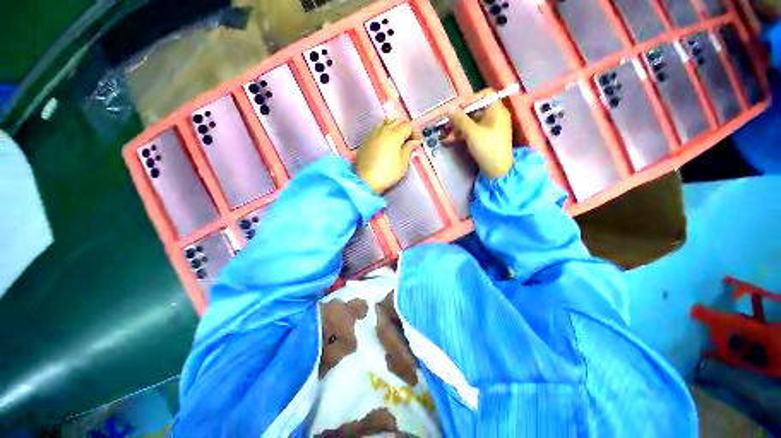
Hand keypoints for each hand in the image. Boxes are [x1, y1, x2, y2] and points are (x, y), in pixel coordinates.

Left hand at [355, 119, 420, 193]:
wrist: (365, 181)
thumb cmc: (387, 174)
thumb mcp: (403, 164)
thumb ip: (409, 149)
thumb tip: (415, 141)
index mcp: (394, 135)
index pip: (408, 126)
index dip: (415, 132)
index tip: (418, 141)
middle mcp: (383, 130)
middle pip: (397, 121)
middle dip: (405, 128)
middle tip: (409, 140)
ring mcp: (373, 134)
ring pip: (386, 123)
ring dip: (394, 127)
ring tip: (398, 139)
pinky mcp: (366, 140)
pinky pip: (377, 129)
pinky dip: (384, 131)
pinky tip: (386, 142)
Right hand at [449, 89, 513, 178]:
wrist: (497, 170)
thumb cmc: (487, 148)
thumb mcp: (472, 133)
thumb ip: (460, 119)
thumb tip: (449, 108)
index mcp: (496, 110)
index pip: (484, 95)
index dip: (470, 100)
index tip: (457, 110)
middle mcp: (494, 116)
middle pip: (475, 110)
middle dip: (459, 118)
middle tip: (447, 125)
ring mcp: (490, 127)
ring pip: (471, 122)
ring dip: (457, 128)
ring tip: (446, 137)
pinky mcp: (485, 138)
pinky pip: (472, 131)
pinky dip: (462, 134)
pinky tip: (451, 140)